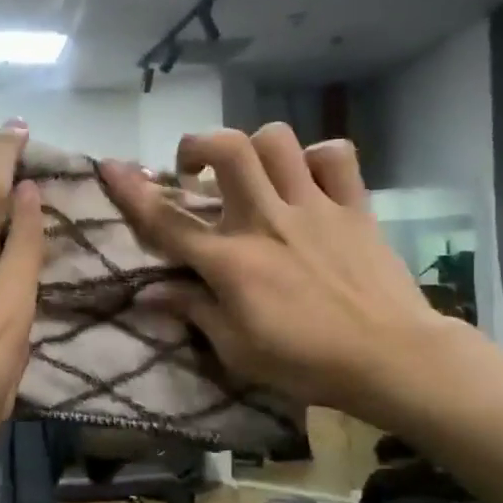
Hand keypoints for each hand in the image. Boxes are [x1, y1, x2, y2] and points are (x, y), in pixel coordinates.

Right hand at [100, 125, 461, 421]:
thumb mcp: (237, 349)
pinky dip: (316, 156)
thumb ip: (193, 311)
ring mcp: (313, 208)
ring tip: (251, 172)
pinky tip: (307, 178)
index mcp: (231, 260)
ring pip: (277, 141)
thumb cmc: (306, 362)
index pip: (167, 220)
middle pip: (228, 151)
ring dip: (254, 147)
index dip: (132, 190)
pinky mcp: (354, 207)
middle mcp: (267, 220)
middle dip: (199, 145)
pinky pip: (336, 155)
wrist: (392, 358)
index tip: (110, 165)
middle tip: (194, 169)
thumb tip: (148, 294)